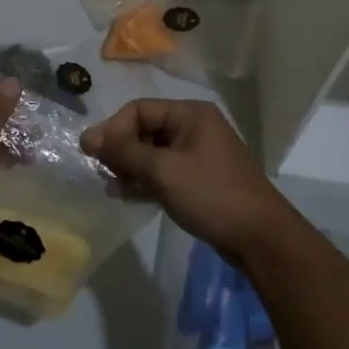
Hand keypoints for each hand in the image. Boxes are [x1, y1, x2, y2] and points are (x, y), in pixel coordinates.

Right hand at [82, 99, 296, 263]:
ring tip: (114, 188)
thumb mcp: (163, 171)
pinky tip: (129, 196)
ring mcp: (198, 153)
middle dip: (121, 150)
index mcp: (190, 113)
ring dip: (131, 167)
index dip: (113, 130)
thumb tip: (87, 137)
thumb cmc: (211, 195)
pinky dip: (146, 180)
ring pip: (152, 152)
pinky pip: (164, 170)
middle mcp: (194, 127)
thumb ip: (124, 152)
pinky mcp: (200, 178)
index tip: (94, 156)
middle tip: (104, 175)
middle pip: (144, 129)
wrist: (260, 238)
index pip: (139, 110)